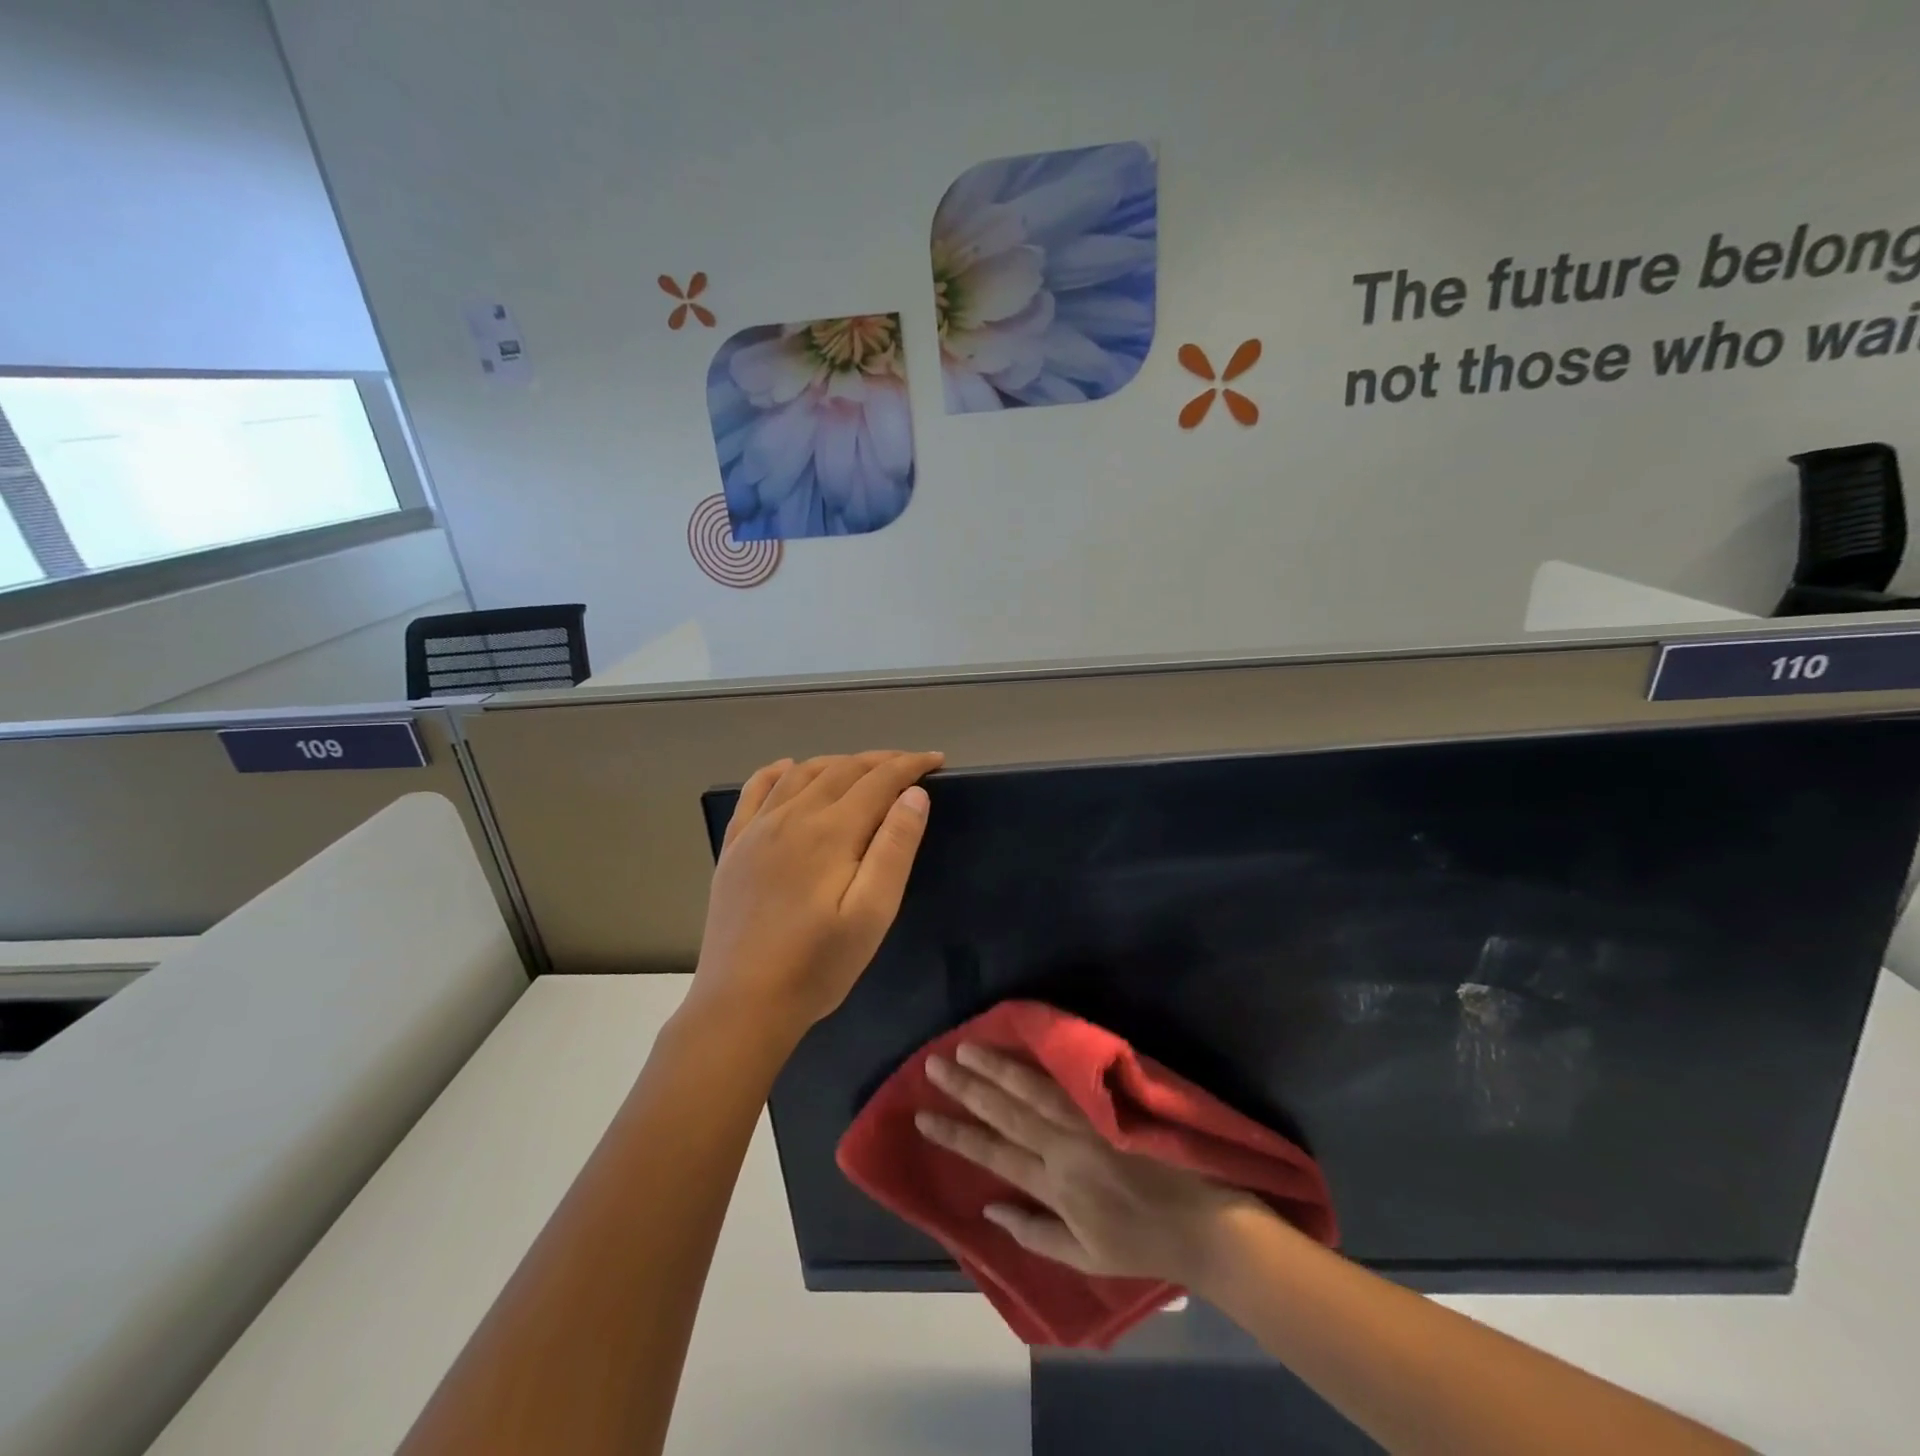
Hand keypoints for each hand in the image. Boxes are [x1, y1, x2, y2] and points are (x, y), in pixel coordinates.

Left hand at [692, 751, 942, 1034]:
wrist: (742, 1004)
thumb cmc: (818, 965)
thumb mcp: (872, 914)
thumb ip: (894, 849)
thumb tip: (914, 795)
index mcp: (831, 832)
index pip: (878, 780)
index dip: (910, 765)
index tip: (936, 760)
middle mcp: (792, 816)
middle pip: (842, 770)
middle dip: (880, 761)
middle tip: (909, 764)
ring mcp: (757, 829)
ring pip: (802, 774)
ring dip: (837, 762)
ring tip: (862, 768)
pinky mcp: (735, 847)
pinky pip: (755, 791)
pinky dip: (778, 771)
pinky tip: (788, 769)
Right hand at [917, 1043, 1249, 1285]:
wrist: (1203, 1221)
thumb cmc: (1141, 1244)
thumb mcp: (1084, 1258)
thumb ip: (1034, 1232)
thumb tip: (988, 1207)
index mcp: (1054, 1185)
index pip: (993, 1154)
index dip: (956, 1135)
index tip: (923, 1116)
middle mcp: (1062, 1147)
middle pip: (1005, 1113)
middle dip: (966, 1088)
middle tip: (933, 1064)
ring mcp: (1086, 1121)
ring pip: (1031, 1089)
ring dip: (995, 1067)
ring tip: (965, 1047)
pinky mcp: (1108, 1105)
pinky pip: (1067, 1079)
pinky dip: (1040, 1061)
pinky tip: (1021, 1044)